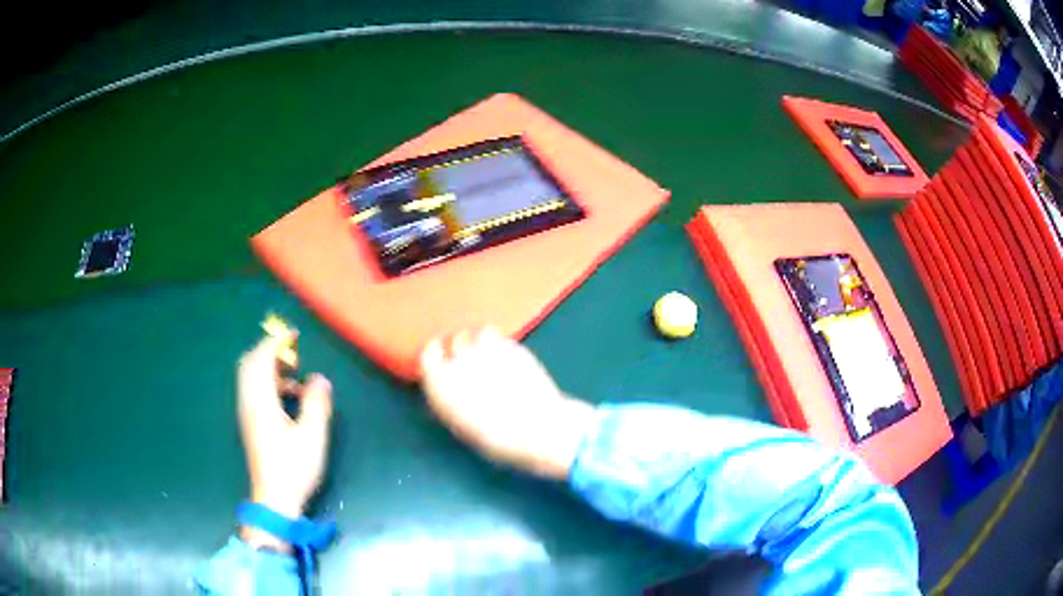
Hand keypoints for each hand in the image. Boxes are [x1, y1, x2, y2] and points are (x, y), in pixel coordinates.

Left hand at [237, 336, 332, 548]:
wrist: (274, 498)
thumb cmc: (293, 468)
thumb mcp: (312, 436)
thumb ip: (316, 404)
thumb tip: (319, 379)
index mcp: (261, 401)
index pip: (261, 359)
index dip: (276, 341)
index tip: (294, 334)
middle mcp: (248, 402)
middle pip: (249, 363)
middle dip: (269, 351)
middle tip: (292, 355)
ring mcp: (247, 413)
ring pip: (250, 377)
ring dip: (269, 367)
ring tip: (294, 375)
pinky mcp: (250, 423)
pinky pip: (253, 390)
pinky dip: (268, 382)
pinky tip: (289, 397)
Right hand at [419, 327, 595, 479]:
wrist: (533, 428)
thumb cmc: (494, 438)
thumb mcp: (460, 424)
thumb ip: (450, 399)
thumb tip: (451, 388)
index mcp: (440, 383)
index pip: (428, 354)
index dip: (437, 355)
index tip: (443, 357)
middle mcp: (457, 361)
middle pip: (455, 341)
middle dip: (462, 349)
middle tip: (474, 362)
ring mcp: (485, 350)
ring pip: (478, 334)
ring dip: (482, 343)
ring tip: (493, 360)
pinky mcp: (509, 345)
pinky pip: (499, 337)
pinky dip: (501, 345)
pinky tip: (509, 360)